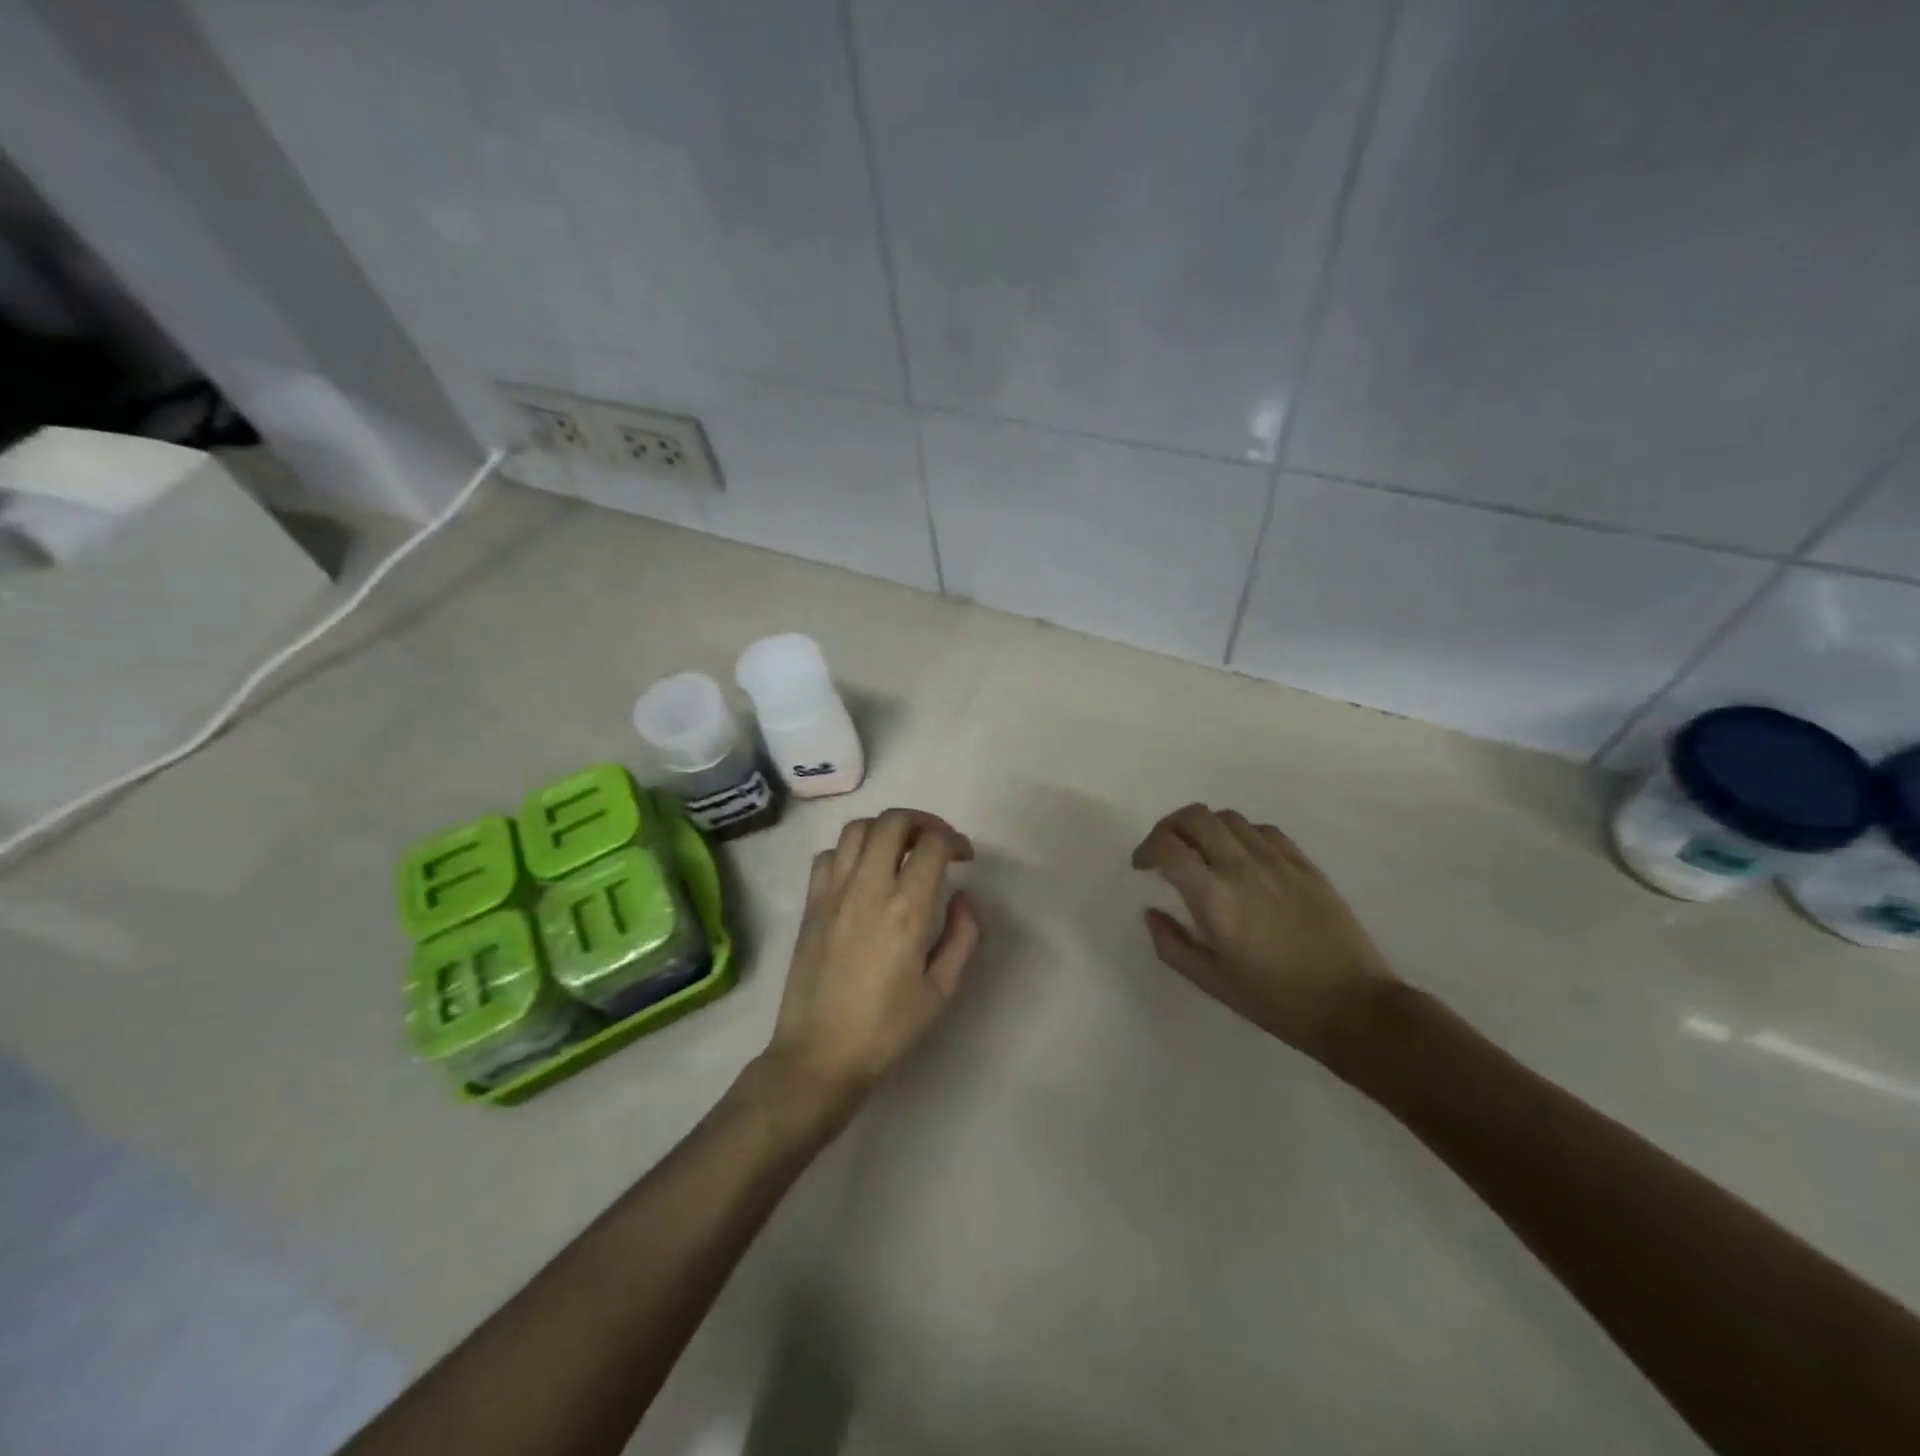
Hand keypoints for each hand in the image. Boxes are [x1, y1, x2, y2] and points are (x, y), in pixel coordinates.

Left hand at [761, 808, 981, 1126]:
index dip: (954, 840)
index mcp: (907, 910)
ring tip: (902, 850)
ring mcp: (833, 893)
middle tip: (937, 842)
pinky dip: (850, 850)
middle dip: (922, 821)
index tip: (964, 857)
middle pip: (892, 821)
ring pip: (857, 829)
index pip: (932, 844)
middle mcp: (868, 889)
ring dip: (886, 829)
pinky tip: (863, 872)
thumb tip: (964, 898)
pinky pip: (828, 855)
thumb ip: (962, 936)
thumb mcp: (941, 991)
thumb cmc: (886, 1029)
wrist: (819, 1056)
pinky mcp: (811, 904)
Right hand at [1131, 803, 1397, 1061]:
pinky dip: (1241, 834)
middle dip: (1170, 827)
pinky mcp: (1305, 864)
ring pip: (1229, 818)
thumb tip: (1152, 913)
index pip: (1168, 847)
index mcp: (1214, 898)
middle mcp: (1242, 868)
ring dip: (1205, 828)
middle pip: (1195, 817)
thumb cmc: (1277, 1002)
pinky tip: (1243, 858)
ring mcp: (1277, 861)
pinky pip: (1264, 830)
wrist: (1354, 1007)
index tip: (1143, 866)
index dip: (1146, 849)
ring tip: (1203, 853)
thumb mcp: (1213, 982)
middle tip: (1165, 850)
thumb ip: (1172, 944)